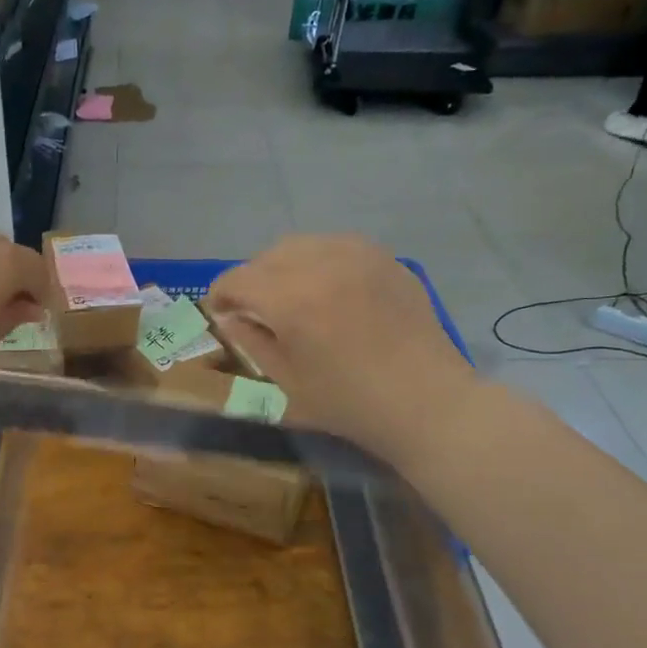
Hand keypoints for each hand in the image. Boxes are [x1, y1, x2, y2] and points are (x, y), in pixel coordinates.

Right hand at [206, 235, 474, 453]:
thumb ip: (252, 342)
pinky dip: (319, 261)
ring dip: (284, 265)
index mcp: (291, 300)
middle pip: (267, 256)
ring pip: (302, 244)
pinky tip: (327, 290)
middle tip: (253, 307)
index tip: (220, 312)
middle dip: (251, 278)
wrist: (426, 402)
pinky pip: (337, 246)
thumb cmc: (350, 403)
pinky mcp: (385, 259)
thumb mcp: (288, 381)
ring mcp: (359, 256)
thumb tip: (230, 318)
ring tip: (289, 294)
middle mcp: (322, 265)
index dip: (220, 294)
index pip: (237, 279)